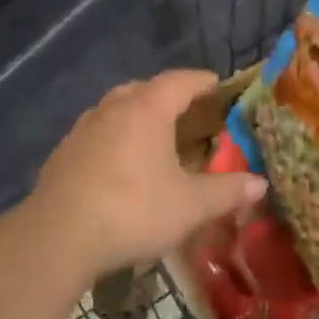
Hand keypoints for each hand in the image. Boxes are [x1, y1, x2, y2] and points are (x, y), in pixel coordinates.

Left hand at [30, 70, 266, 279]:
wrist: (58, 237)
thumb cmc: (133, 211)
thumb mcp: (190, 205)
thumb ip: (227, 191)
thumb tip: (260, 183)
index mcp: (147, 110)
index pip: (179, 81)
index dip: (201, 81)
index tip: (217, 84)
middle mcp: (112, 110)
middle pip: (143, 89)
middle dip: (167, 96)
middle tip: (188, 111)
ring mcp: (82, 130)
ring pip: (115, 109)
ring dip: (137, 115)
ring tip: (155, 135)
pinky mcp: (63, 154)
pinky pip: (97, 133)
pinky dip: (115, 138)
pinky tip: (121, 164)